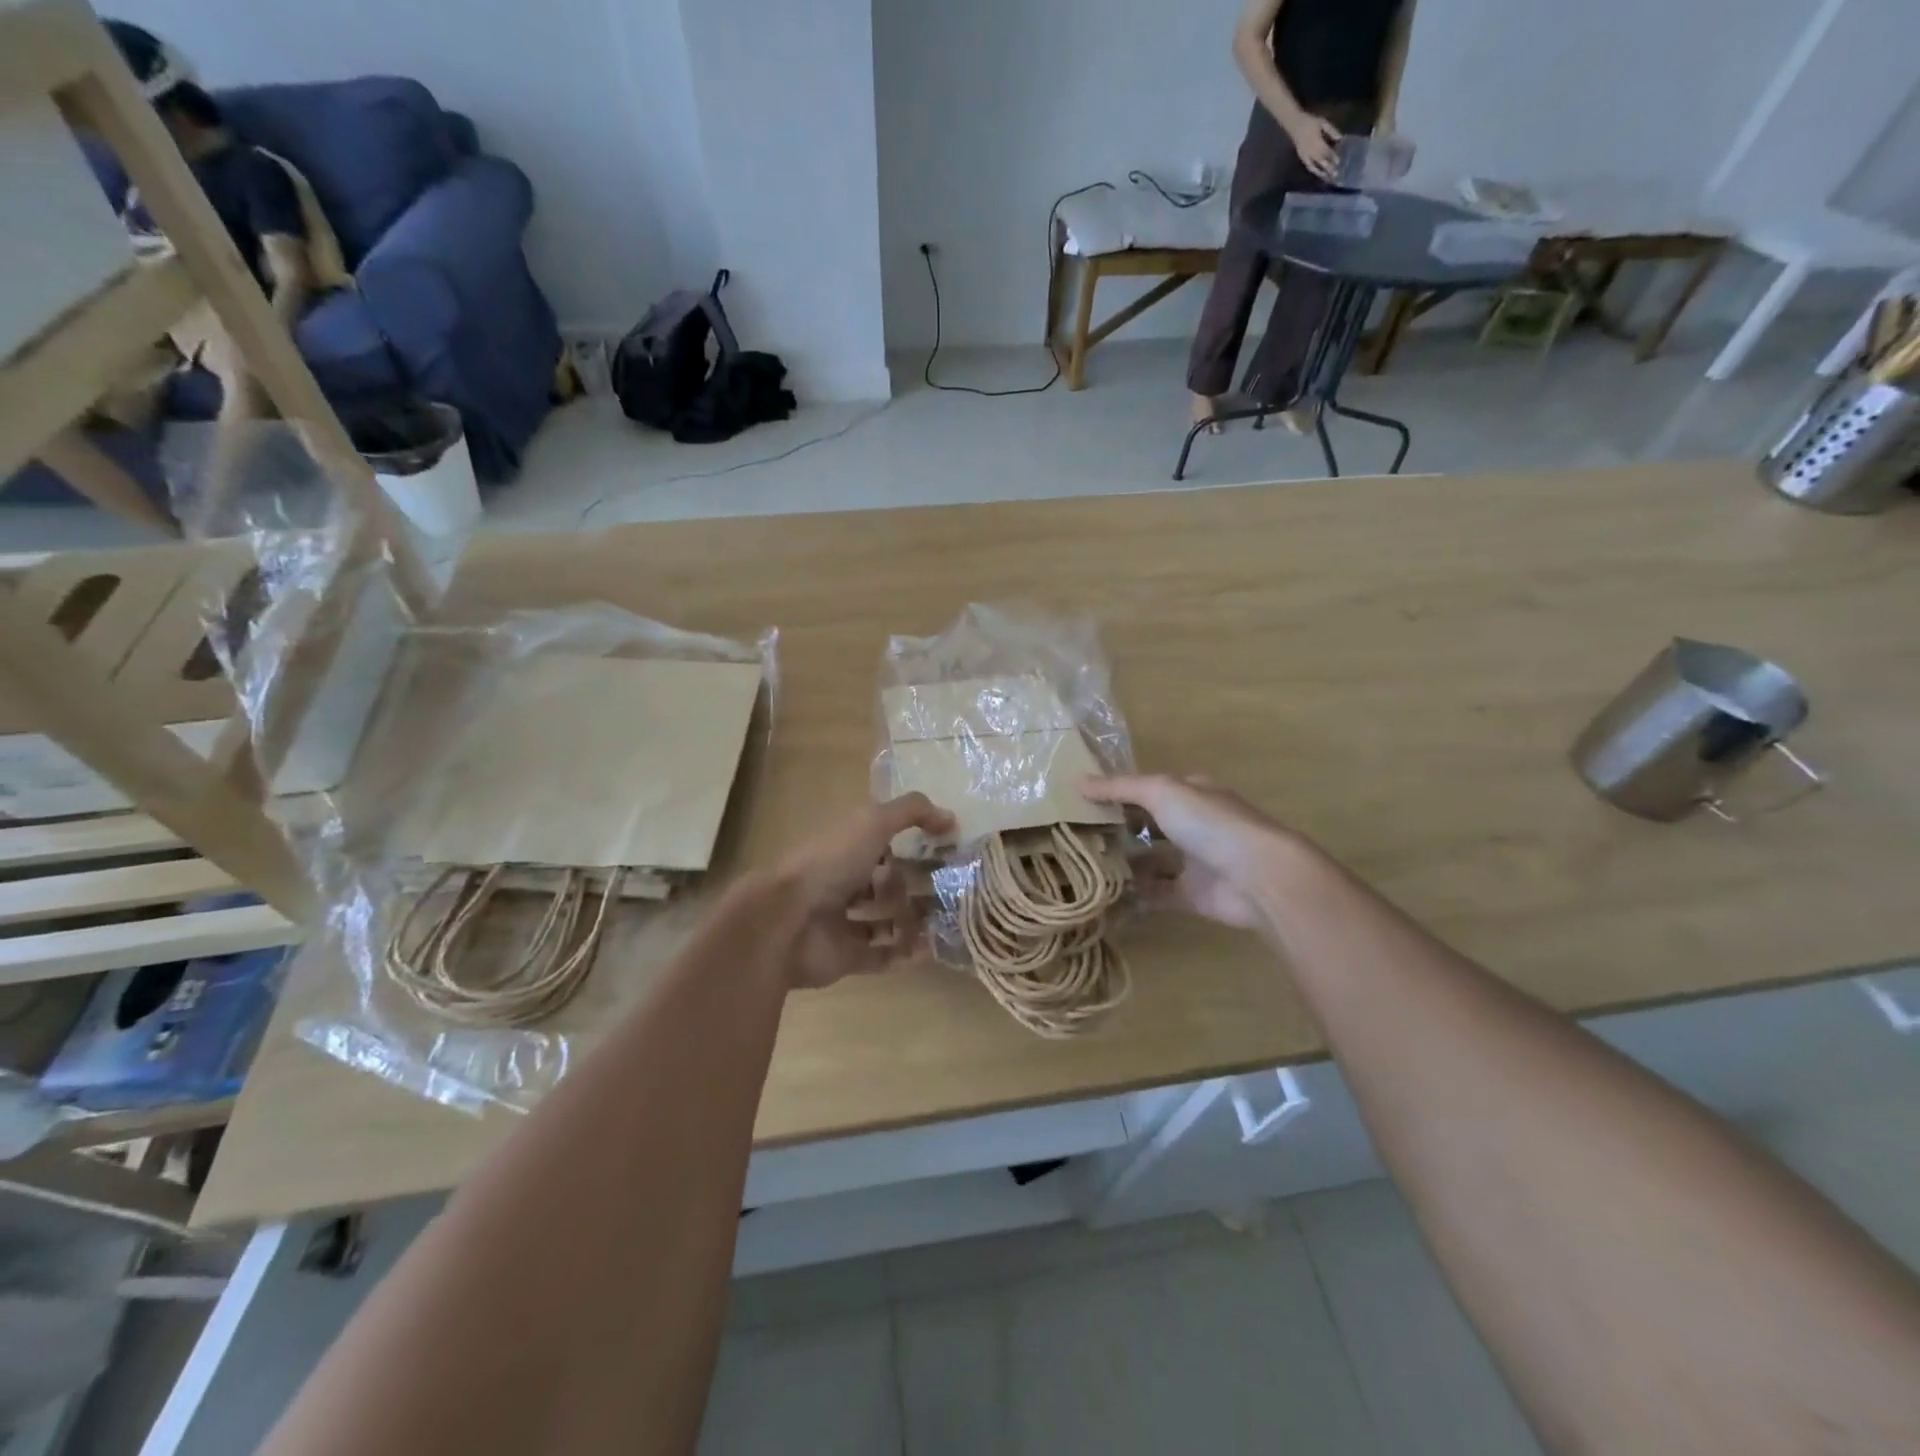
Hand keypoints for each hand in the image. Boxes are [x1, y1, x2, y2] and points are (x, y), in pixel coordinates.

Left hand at [769, 793, 954, 989]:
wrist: (785, 921)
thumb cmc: (830, 863)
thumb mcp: (872, 822)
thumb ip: (912, 812)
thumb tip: (951, 817)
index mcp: (846, 847)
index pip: (885, 843)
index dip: (915, 845)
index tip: (949, 851)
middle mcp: (843, 882)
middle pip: (888, 883)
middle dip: (919, 886)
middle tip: (954, 890)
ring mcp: (843, 922)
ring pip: (887, 920)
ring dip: (916, 920)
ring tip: (948, 921)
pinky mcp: (845, 956)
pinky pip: (881, 955)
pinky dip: (905, 953)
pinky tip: (929, 948)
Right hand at [1081, 773, 1295, 930]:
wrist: (1258, 877)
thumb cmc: (1211, 824)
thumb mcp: (1161, 792)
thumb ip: (1120, 788)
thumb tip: (1078, 781)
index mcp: (1191, 793)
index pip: (1148, 789)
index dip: (1117, 793)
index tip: (1080, 802)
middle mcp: (1193, 825)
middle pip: (1148, 824)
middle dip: (1117, 829)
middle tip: (1075, 836)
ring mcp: (1194, 861)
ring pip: (1151, 860)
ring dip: (1124, 863)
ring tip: (1084, 866)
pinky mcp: (1193, 895)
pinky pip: (1157, 895)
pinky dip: (1134, 896)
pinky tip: (1104, 896)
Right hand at [1287, 114, 1342, 182]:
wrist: (1295, 125)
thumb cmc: (1310, 122)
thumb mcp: (1323, 123)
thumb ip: (1331, 131)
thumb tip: (1340, 138)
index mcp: (1318, 143)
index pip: (1327, 152)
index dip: (1333, 157)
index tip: (1339, 163)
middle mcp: (1312, 152)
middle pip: (1321, 162)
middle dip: (1328, 168)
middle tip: (1335, 175)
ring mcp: (1306, 157)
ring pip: (1315, 167)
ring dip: (1321, 173)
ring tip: (1327, 178)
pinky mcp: (1302, 158)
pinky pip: (1309, 166)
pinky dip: (1314, 170)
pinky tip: (1318, 173)